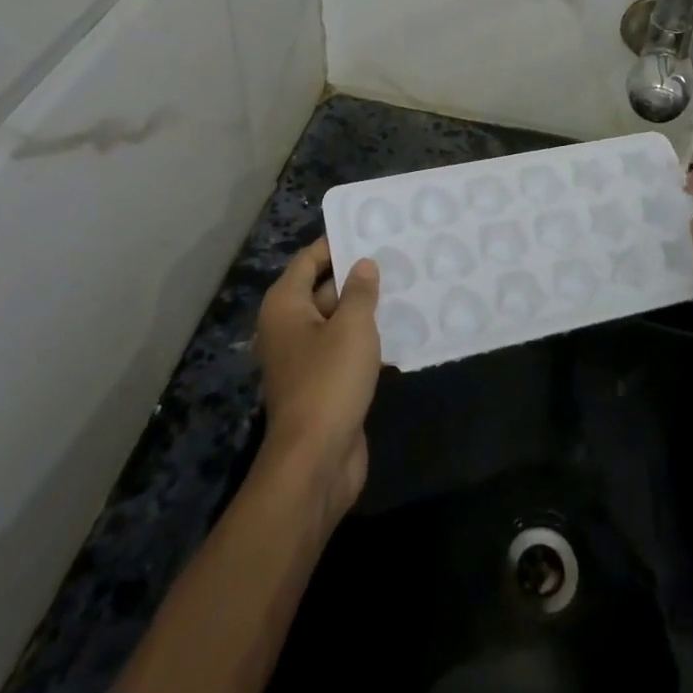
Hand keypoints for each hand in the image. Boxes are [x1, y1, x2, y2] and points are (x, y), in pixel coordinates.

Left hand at [255, 239, 381, 522]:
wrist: (315, 463)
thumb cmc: (329, 382)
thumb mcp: (351, 327)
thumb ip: (359, 291)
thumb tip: (362, 264)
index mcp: (286, 306)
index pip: (309, 260)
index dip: (337, 243)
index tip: (370, 230)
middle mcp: (289, 328)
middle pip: (323, 288)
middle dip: (357, 275)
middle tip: (397, 256)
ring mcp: (305, 359)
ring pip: (338, 321)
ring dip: (366, 309)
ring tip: (406, 287)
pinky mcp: (324, 385)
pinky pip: (346, 350)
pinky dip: (368, 340)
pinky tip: (402, 329)